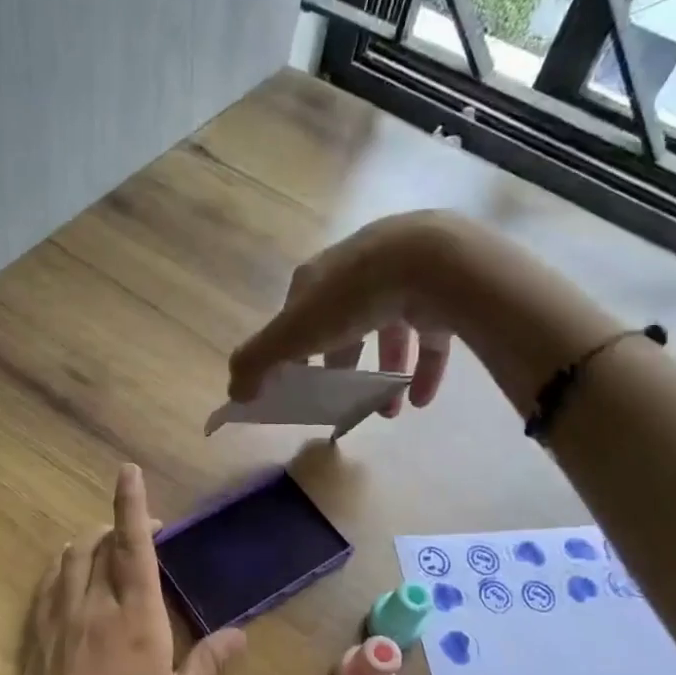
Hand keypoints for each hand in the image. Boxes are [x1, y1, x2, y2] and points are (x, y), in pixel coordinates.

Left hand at [6, 464, 244, 674]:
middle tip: (143, 535)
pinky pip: (49, 583)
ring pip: (70, 558)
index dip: (132, 504)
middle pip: (99, 543)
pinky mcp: (36, 637)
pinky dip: (65, 568)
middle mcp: (94, 606)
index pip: (133, 546)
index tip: (128, 470)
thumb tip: (240, 634)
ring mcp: (59, 619)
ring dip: (90, 543)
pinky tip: (76, 582)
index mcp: (136, 618)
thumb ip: (210, 662)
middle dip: (119, 525)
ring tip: (109, 553)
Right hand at [230, 212, 463, 415]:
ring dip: (384, 375)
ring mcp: (403, 278)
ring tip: (386, 412)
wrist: (432, 262)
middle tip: (343, 398)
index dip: (294, 350)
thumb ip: (258, 362)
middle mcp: (358, 271)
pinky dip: (424, 369)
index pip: (298, 315)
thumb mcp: (293, 333)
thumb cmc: (352, 297)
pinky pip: (430, 336)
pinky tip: (419, 400)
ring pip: (389, 330)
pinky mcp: (441, 291)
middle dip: (342, 365)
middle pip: (343, 323)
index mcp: (319, 276)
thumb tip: (234, 394)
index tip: (299, 383)